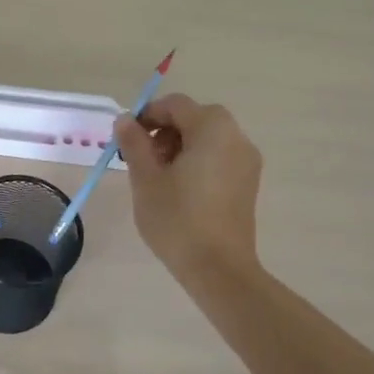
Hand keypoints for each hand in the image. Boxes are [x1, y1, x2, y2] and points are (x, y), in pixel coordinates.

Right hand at [114, 93, 261, 278]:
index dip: (147, 116)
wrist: (219, 269)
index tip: (127, 140)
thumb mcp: (146, 178)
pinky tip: (179, 190)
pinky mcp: (248, 183)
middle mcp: (236, 137)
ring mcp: (246, 161)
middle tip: (142, 159)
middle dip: (163, 132)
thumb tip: (125, 119)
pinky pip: (218, 157)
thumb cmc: (178, 219)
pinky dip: (197, 161)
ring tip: (158, 177)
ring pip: (206, 138)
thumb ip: (134, 142)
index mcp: (212, 128)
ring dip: (179, 146)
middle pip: (194, 118)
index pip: (175, 105)